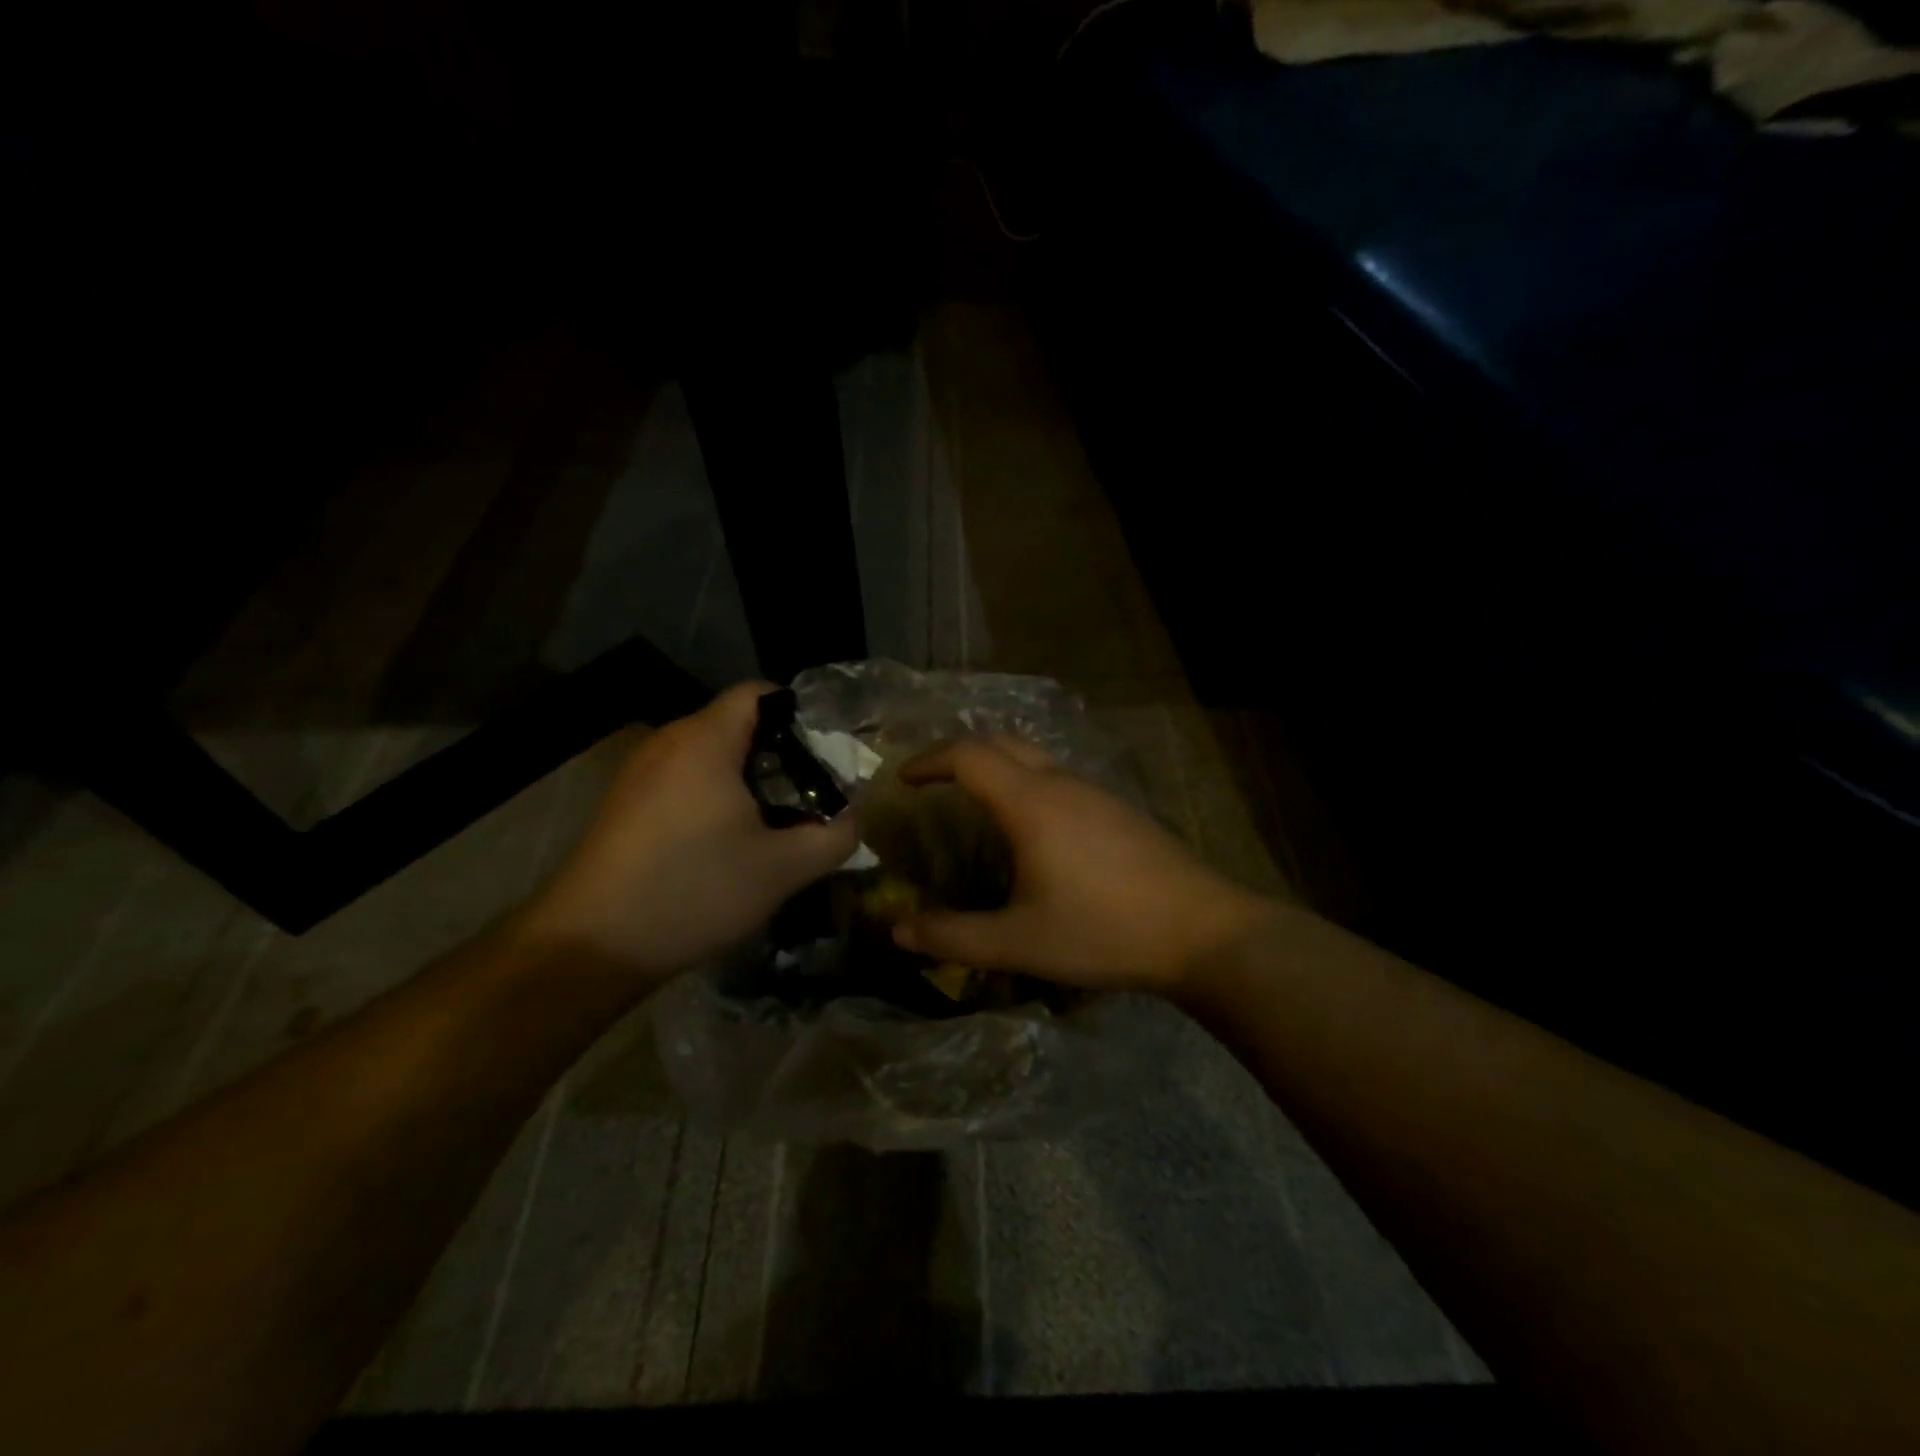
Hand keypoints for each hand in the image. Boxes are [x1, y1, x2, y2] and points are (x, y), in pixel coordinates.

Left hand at [517, 683, 859, 977]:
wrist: (592, 944)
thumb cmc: (695, 891)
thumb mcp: (784, 869)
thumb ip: (836, 835)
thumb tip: (854, 817)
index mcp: (705, 740)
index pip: (759, 693)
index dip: (801, 715)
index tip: (826, 757)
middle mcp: (668, 741)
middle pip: (737, 724)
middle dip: (781, 754)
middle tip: (810, 797)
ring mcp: (639, 772)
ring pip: (710, 755)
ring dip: (748, 780)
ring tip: (774, 824)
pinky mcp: (624, 803)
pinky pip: (683, 780)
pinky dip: (714, 797)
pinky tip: (725, 844)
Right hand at [890, 737, 1275, 993]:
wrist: (1203, 933)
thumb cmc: (1103, 932)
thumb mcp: (1018, 942)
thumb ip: (953, 936)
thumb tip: (898, 931)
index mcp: (1031, 804)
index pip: (968, 755)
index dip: (928, 760)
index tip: (902, 779)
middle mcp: (1063, 784)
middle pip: (1001, 742)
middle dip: (959, 753)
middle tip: (932, 781)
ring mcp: (1097, 793)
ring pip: (1035, 758)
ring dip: (998, 767)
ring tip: (975, 802)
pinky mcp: (1120, 810)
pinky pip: (1061, 779)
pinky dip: (1028, 783)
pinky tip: (1034, 829)